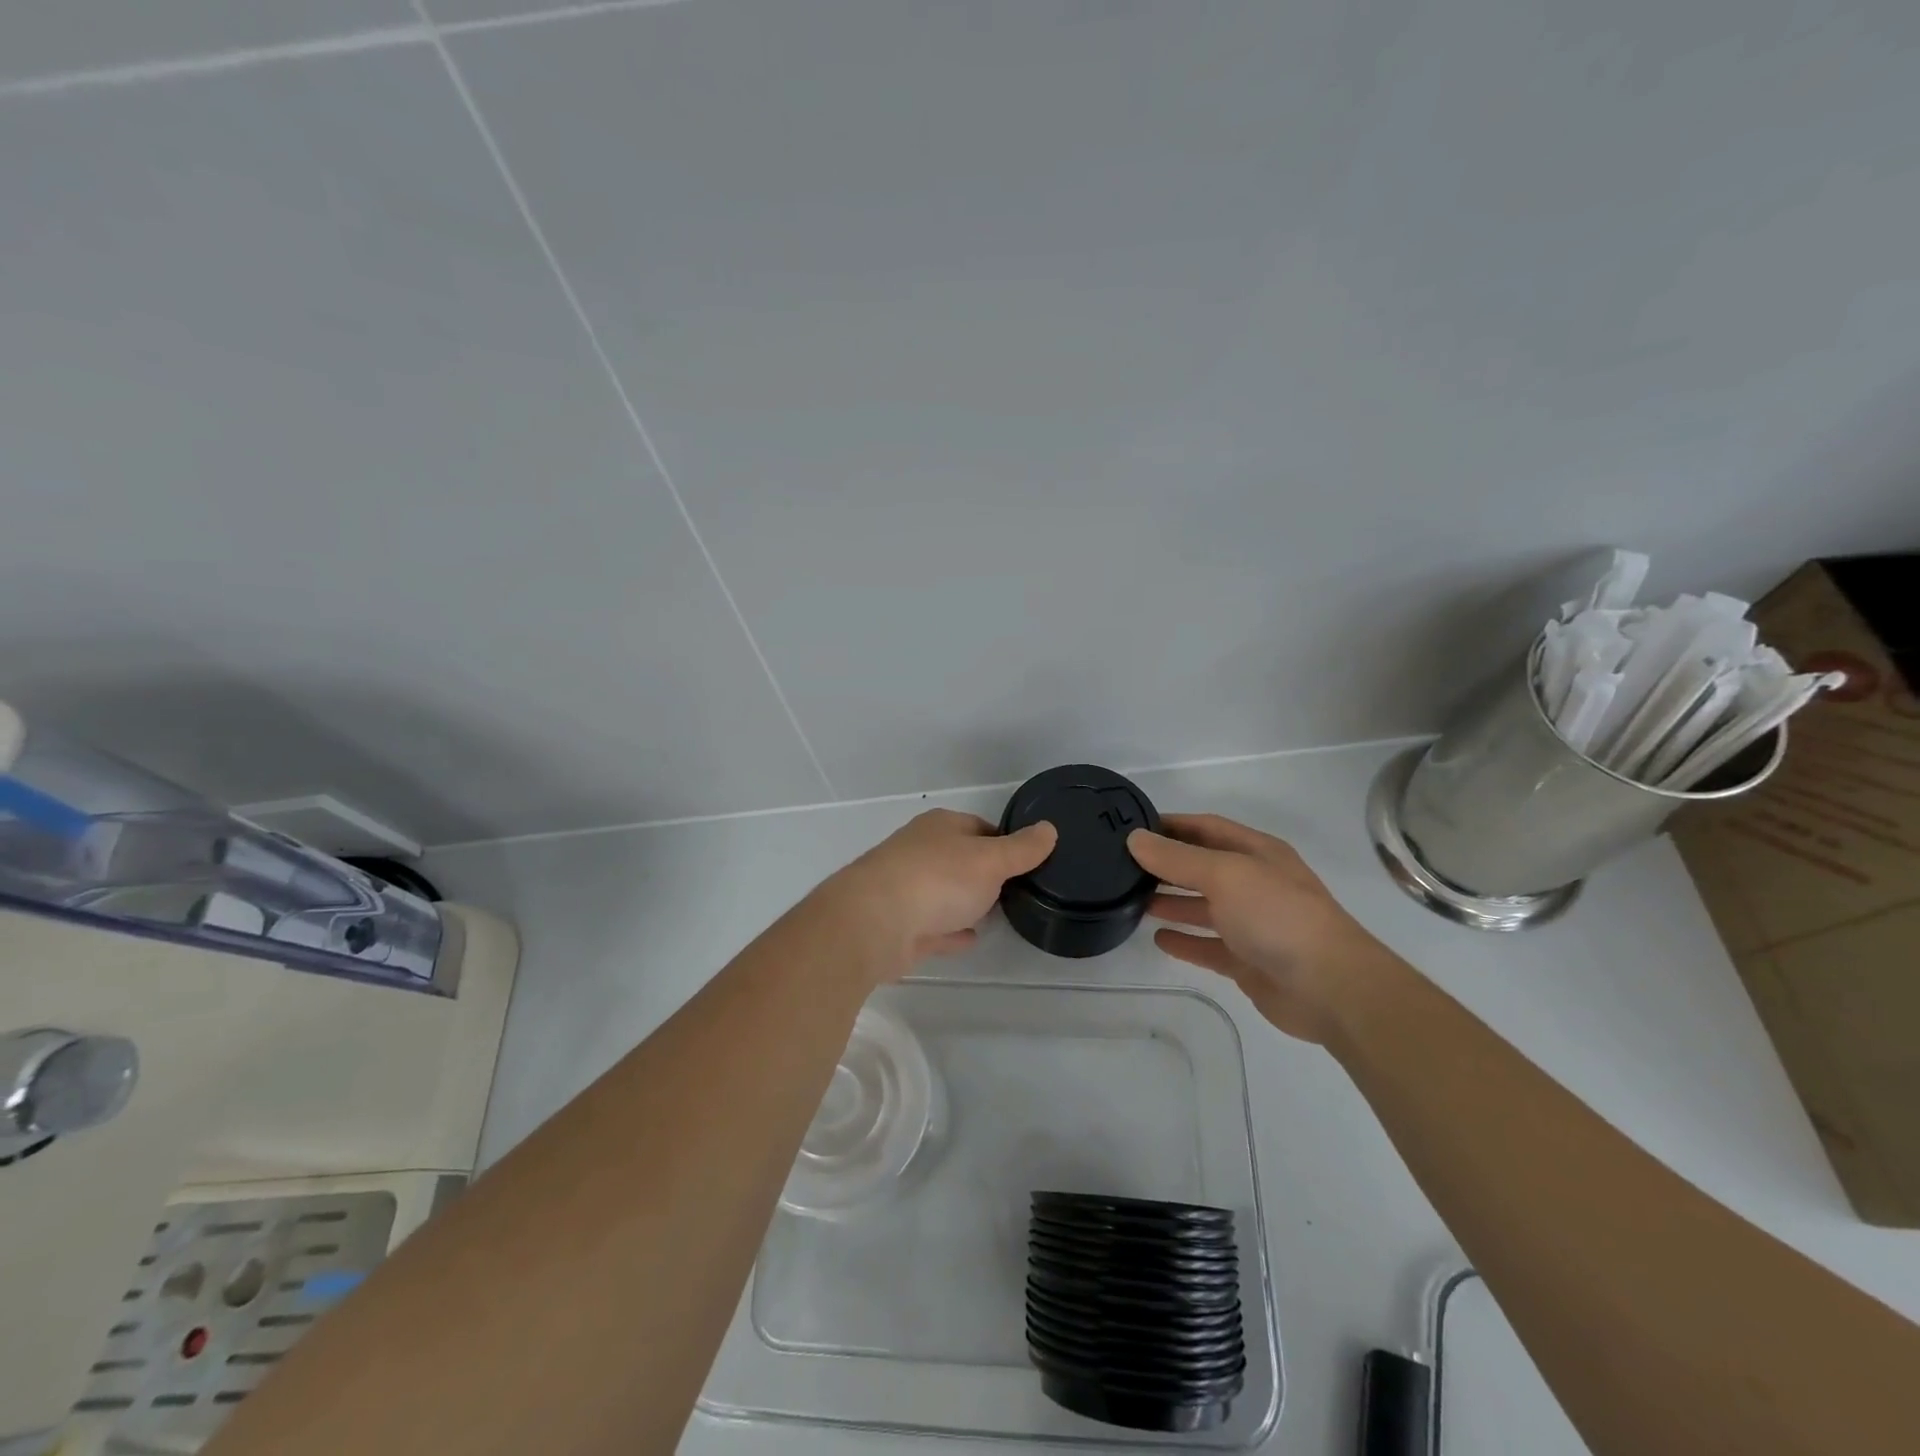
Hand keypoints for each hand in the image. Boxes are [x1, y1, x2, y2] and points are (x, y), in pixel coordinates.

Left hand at [823, 809, 1057, 973]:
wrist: (873, 923)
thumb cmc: (936, 880)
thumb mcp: (990, 860)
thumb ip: (1022, 849)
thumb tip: (1049, 829)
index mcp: (940, 826)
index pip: (981, 827)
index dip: (1006, 842)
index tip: (1028, 862)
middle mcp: (920, 851)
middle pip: (961, 859)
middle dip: (985, 873)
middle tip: (1017, 890)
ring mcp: (906, 888)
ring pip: (945, 892)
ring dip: (966, 901)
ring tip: (996, 914)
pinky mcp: (899, 925)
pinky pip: (933, 926)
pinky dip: (950, 930)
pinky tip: (969, 938)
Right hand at [1128, 814, 1396, 1042]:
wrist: (1330, 987)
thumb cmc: (1277, 915)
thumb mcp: (1224, 874)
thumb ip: (1176, 858)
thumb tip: (1135, 838)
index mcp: (1257, 853)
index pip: (1206, 828)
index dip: (1172, 825)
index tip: (1133, 828)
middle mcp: (1255, 884)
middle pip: (1203, 868)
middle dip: (1167, 865)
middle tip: (1123, 867)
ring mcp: (1252, 924)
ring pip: (1203, 907)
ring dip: (1171, 902)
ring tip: (1132, 899)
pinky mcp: (1248, 962)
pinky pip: (1208, 946)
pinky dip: (1185, 941)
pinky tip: (1158, 939)